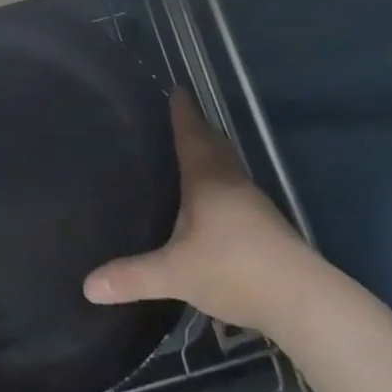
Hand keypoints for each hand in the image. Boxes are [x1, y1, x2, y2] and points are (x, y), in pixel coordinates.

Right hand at [83, 90, 331, 338]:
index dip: (182, 112)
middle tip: (183, 113)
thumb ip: (132, 277)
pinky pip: (238, 188)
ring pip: (230, 166)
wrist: (303, 301)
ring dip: (214, 152)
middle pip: (214, 144)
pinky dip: (223, 180)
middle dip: (198, 127)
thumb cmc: (234, 270)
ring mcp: (254, 204)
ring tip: (196, 150)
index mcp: (207, 179)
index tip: (177, 90)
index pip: (191, 134)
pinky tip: (216, 199)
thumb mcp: (175, 274)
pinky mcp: (268, 226)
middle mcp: (231, 182)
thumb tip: (88, 285)